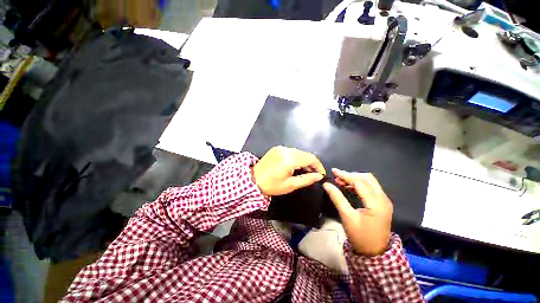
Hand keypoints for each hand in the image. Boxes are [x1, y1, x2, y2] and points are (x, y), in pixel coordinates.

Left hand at [253, 146, 325, 195]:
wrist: (252, 180)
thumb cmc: (271, 185)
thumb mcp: (290, 185)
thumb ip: (306, 179)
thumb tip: (319, 176)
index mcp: (289, 159)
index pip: (310, 158)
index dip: (318, 165)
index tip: (321, 174)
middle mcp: (285, 150)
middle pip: (305, 154)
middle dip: (312, 163)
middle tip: (314, 174)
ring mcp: (280, 148)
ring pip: (299, 152)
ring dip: (304, 160)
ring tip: (306, 170)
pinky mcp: (276, 148)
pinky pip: (291, 151)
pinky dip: (297, 157)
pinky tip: (296, 165)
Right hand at [323, 169, 392, 255]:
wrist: (374, 253)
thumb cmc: (360, 236)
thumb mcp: (346, 216)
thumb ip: (337, 198)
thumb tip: (326, 184)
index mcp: (376, 203)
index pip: (360, 182)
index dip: (345, 175)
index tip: (333, 171)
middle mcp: (383, 199)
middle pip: (367, 178)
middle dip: (351, 175)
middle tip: (337, 178)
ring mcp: (384, 201)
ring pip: (369, 182)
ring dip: (355, 179)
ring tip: (341, 182)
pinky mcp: (382, 203)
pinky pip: (371, 188)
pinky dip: (359, 185)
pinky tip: (349, 188)